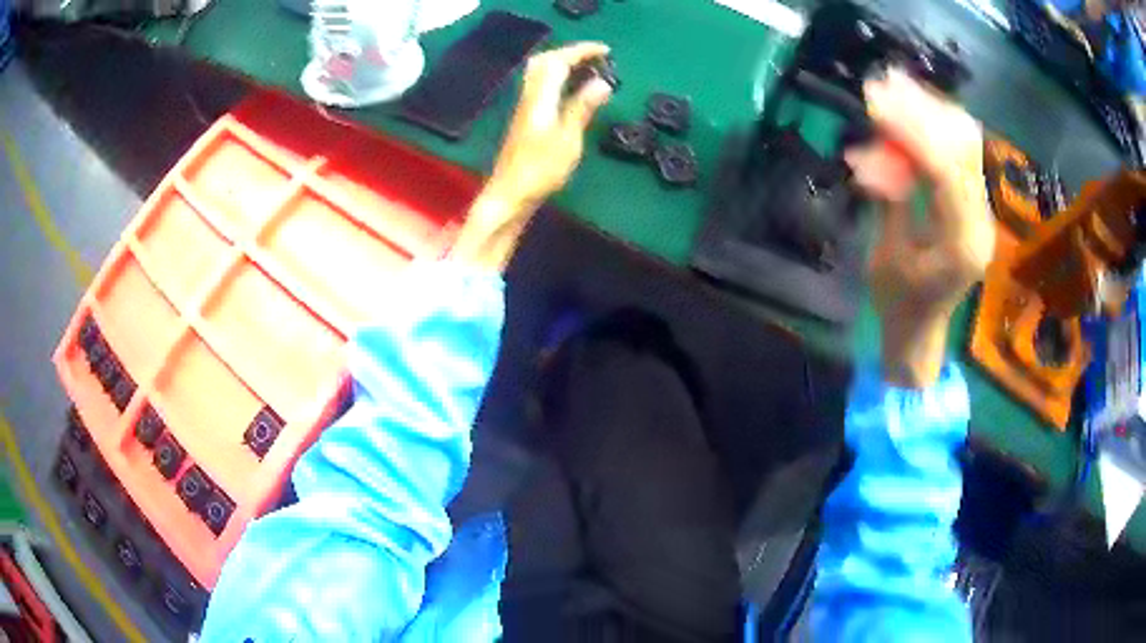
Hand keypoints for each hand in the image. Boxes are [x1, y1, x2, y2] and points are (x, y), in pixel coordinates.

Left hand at [485, 42, 613, 204]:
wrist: (509, 194)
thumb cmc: (540, 171)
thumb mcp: (568, 140)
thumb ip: (582, 108)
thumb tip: (603, 82)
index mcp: (540, 99)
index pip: (559, 62)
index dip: (582, 51)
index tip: (606, 51)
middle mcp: (529, 97)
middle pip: (545, 61)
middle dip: (571, 53)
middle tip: (596, 58)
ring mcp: (525, 108)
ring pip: (540, 73)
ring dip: (563, 64)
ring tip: (588, 69)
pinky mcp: (525, 119)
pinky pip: (541, 86)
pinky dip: (558, 78)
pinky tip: (571, 89)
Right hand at [844, 69, 994, 386]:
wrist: (921, 330)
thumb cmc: (898, 303)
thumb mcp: (885, 255)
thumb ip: (889, 199)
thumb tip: (873, 152)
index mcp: (961, 244)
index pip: (943, 171)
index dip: (909, 130)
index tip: (874, 102)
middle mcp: (980, 221)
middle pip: (960, 149)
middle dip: (921, 111)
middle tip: (882, 84)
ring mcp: (981, 211)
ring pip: (964, 144)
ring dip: (930, 112)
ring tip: (895, 86)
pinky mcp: (974, 203)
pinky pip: (961, 153)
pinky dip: (937, 127)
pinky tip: (912, 109)